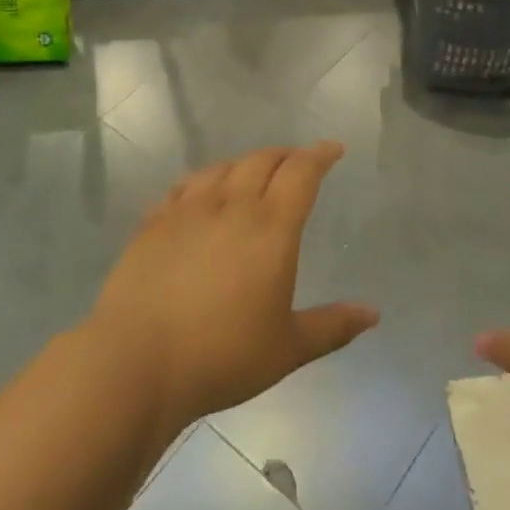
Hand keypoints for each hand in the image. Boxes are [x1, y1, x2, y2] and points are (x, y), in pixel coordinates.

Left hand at [90, 143, 378, 436]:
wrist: (136, 361)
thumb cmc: (222, 355)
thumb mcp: (288, 348)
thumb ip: (333, 326)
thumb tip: (374, 313)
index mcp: (271, 227)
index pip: (301, 173)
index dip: (320, 155)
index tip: (333, 148)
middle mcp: (230, 206)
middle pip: (261, 161)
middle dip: (285, 155)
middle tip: (297, 161)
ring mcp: (186, 210)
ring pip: (221, 168)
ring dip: (244, 163)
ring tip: (251, 173)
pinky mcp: (153, 223)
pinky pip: (184, 187)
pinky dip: (202, 181)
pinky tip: (200, 194)